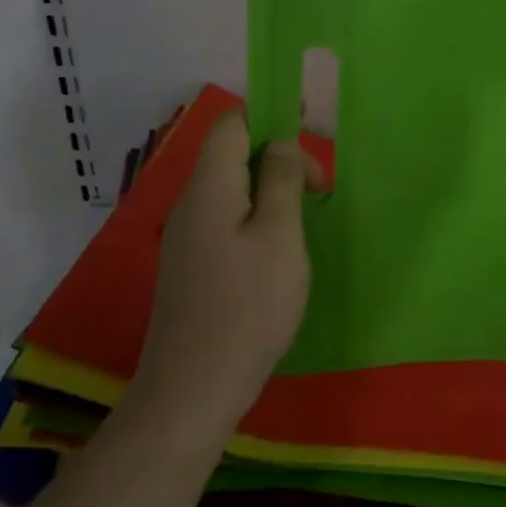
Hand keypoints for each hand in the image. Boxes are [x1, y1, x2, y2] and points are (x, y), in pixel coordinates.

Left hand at [133, 110, 317, 425]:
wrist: (194, 389)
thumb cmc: (248, 306)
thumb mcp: (279, 235)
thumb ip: (281, 180)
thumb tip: (281, 145)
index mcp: (209, 187)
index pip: (232, 123)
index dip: (271, 117)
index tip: (311, 140)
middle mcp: (191, 204)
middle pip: (232, 153)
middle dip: (279, 158)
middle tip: (319, 190)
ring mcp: (187, 237)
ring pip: (232, 188)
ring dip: (271, 189)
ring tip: (305, 216)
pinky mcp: (192, 265)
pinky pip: (226, 218)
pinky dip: (257, 216)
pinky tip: (279, 249)